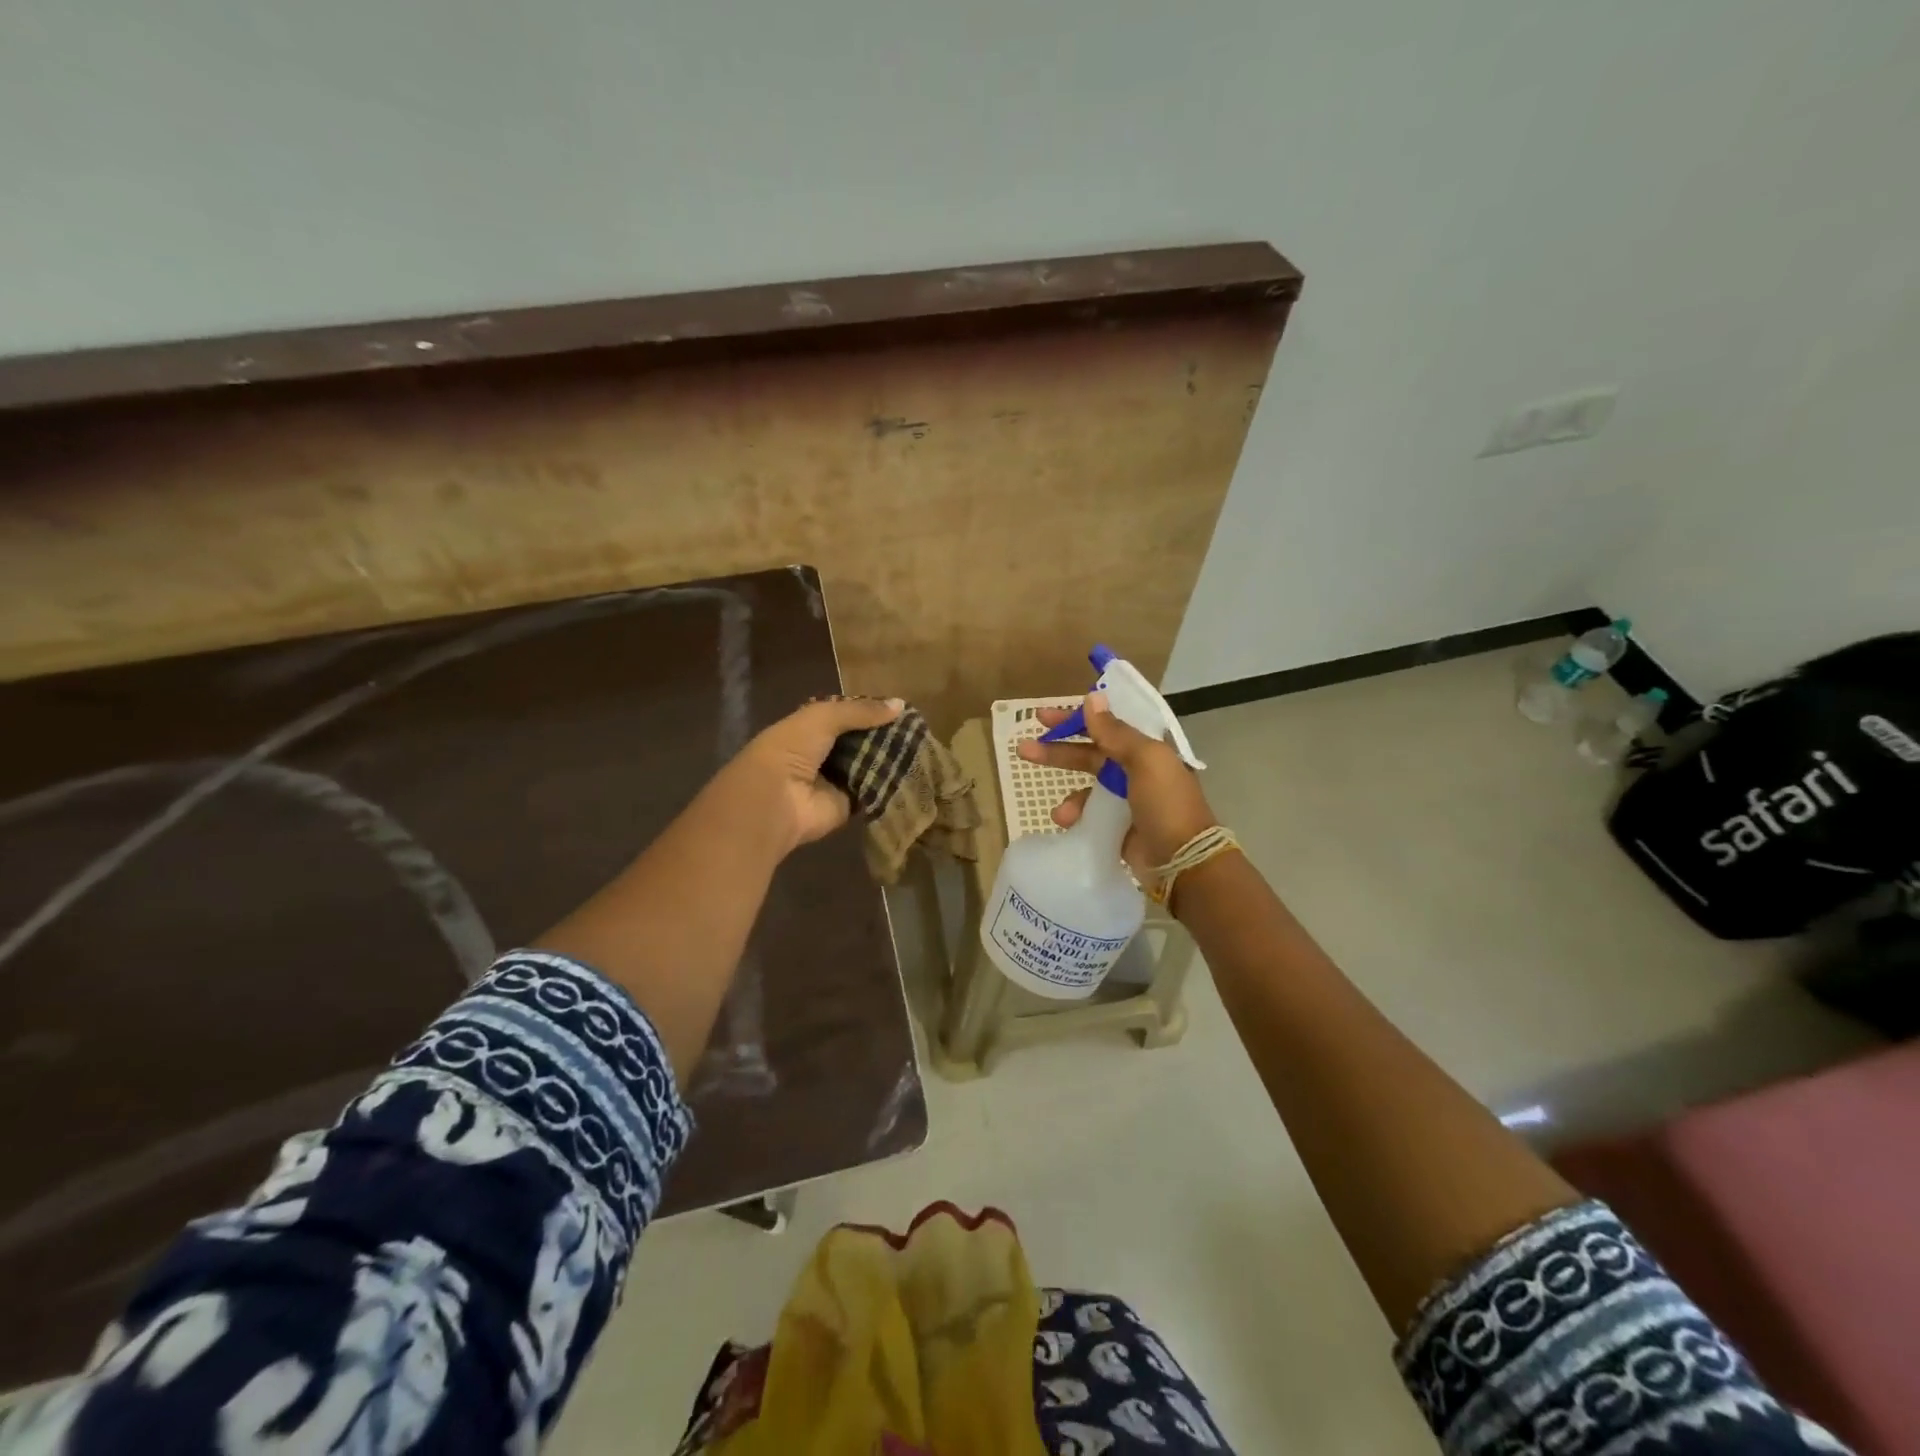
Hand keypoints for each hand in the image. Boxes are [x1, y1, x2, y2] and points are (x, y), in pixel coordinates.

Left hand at [722, 696, 902, 854]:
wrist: (775, 800)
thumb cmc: (792, 750)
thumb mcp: (823, 717)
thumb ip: (860, 711)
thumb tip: (900, 705)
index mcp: (811, 728)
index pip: (846, 716)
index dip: (870, 711)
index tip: (900, 709)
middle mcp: (824, 753)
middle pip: (861, 741)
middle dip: (885, 735)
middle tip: (918, 729)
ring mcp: (836, 780)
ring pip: (870, 765)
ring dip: (890, 758)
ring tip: (923, 747)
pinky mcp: (848, 805)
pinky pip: (873, 791)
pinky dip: (890, 784)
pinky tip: (915, 772)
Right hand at [1017, 690, 1217, 879]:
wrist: (1183, 862)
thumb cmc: (1166, 804)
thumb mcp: (1145, 760)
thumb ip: (1116, 732)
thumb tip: (1093, 698)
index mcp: (1147, 749)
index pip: (1106, 725)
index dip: (1076, 718)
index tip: (1043, 717)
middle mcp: (1137, 771)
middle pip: (1091, 753)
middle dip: (1058, 751)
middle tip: (1024, 749)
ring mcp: (1127, 800)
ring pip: (1087, 788)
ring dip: (1069, 795)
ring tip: (1059, 813)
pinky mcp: (1119, 827)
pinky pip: (1090, 815)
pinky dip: (1077, 817)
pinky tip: (1069, 825)